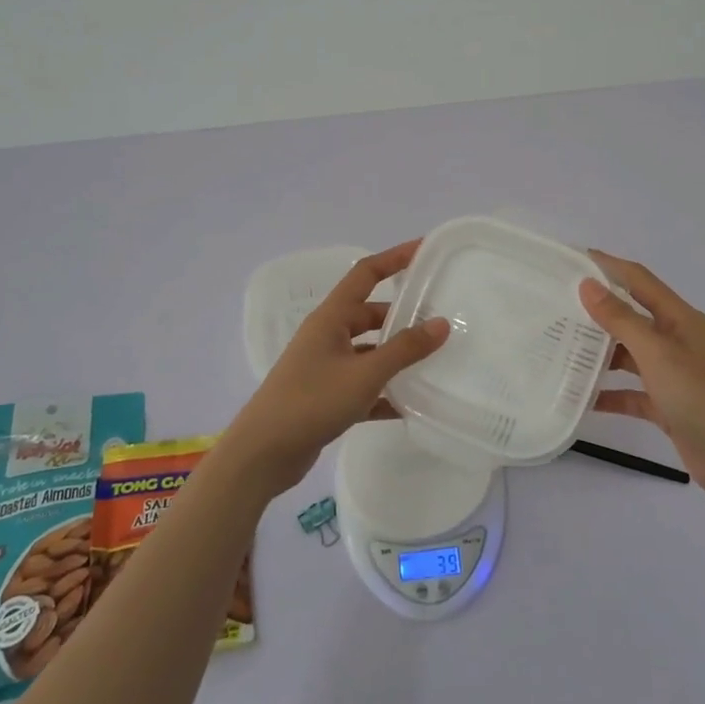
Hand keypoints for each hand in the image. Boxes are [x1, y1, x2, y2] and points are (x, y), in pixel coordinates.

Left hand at [223, 241, 450, 497]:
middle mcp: (327, 336)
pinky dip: (384, 392)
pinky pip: (363, 385)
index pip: (365, 274)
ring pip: (368, 352)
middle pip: (370, 315)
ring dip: (395, 356)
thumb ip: (404, 349)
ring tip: (432, 362)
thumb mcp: (364, 374)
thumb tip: (441, 323)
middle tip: (439, 320)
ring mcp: (324, 367)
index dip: (394, 258)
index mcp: (330, 318)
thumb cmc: (311, 402)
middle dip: (402, 316)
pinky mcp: (325, 396)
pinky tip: (409, 406)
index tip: (424, 249)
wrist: (263, 454)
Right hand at [579, 251, 704, 500]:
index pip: (640, 281)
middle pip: (633, 317)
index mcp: (681, 319)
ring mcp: (674, 374)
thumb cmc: (701, 397)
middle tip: (559, 307)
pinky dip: (612, 393)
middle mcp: (678, 341)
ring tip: (563, 350)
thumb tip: (588, 285)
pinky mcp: (669, 404)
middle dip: (599, 311)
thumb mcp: (657, 353)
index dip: (610, 266)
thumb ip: (621, 320)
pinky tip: (584, 398)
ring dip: (602, 354)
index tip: (576, 258)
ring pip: (631, 355)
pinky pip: (634, 392)